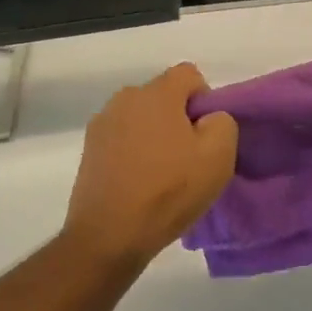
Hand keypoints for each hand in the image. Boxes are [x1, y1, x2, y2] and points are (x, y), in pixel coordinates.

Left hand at [62, 64, 237, 264]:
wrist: (109, 236)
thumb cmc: (168, 192)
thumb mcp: (218, 157)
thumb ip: (222, 122)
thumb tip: (208, 117)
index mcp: (155, 93)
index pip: (189, 74)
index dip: (204, 100)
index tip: (206, 135)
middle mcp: (124, 99)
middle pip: (163, 96)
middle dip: (178, 118)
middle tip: (188, 157)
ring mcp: (101, 124)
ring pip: (141, 118)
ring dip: (154, 136)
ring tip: (161, 174)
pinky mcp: (89, 150)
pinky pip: (122, 139)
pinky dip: (133, 153)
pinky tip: (139, 184)